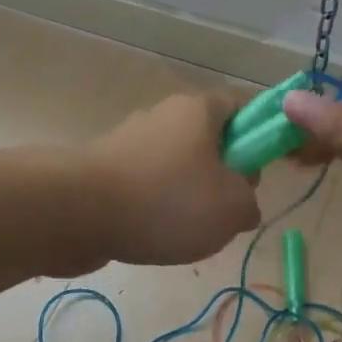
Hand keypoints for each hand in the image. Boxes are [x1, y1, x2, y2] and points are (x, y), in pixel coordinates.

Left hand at [84, 89, 260, 266]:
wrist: (75, 212)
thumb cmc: (166, 200)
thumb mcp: (231, 208)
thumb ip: (249, 203)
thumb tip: (242, 203)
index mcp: (199, 110)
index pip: (243, 104)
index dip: (262, 132)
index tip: (266, 167)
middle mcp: (163, 117)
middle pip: (209, 139)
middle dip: (225, 174)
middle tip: (230, 210)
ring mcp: (130, 143)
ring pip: (177, 167)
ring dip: (189, 196)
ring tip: (190, 233)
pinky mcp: (105, 170)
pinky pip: (146, 187)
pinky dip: (155, 209)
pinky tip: (155, 237)